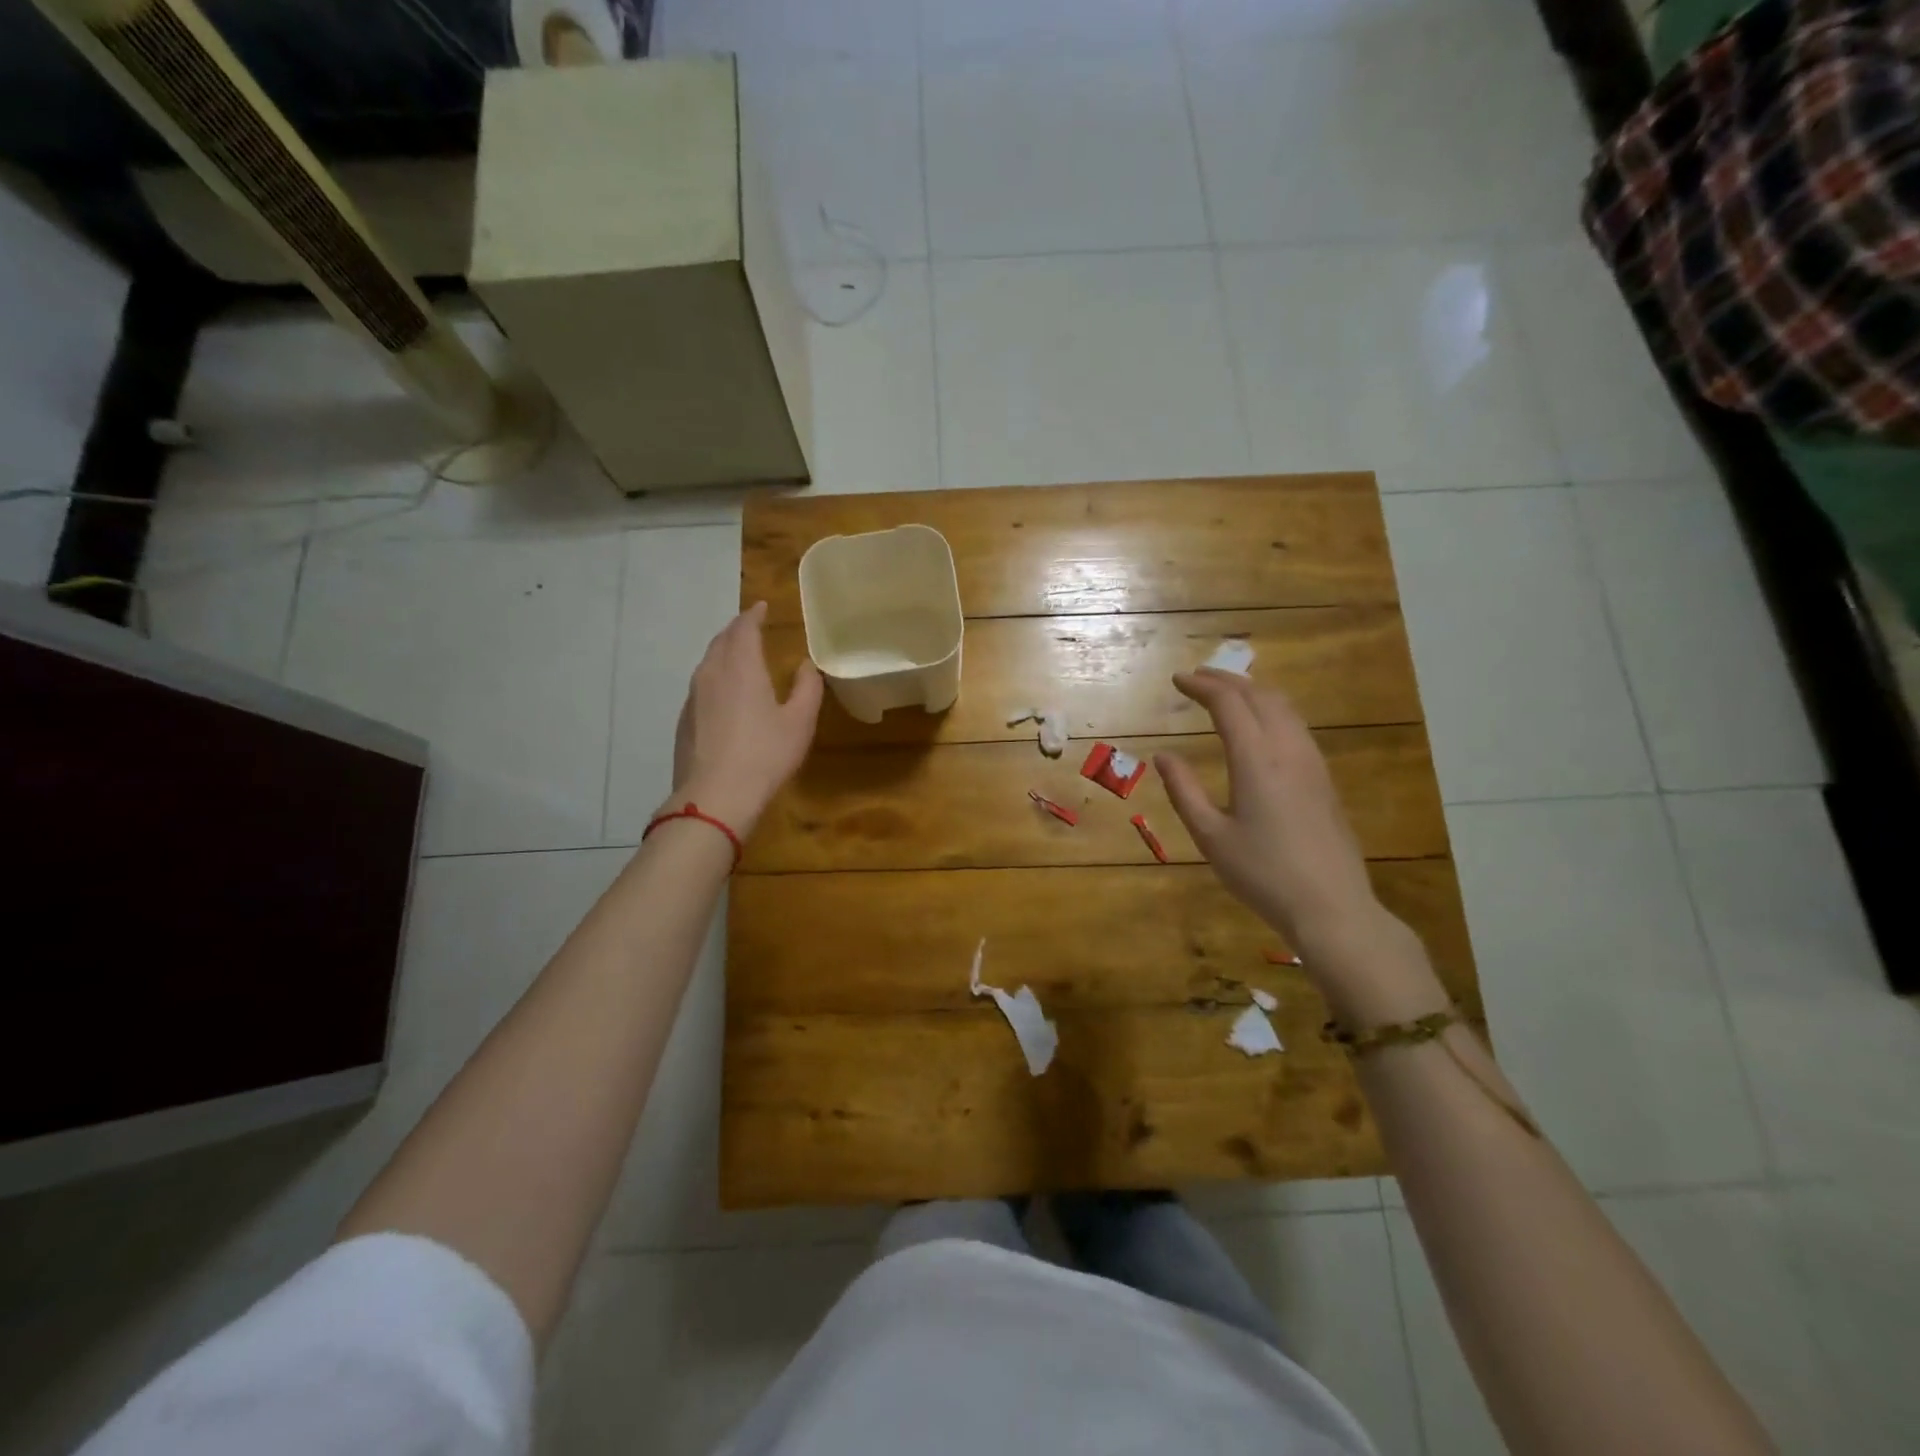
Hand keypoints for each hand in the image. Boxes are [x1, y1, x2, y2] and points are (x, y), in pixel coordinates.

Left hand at [657, 602, 822, 836]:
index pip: (743, 628)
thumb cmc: (765, 755)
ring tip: (739, 656)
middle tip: (751, 628)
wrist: (715, 796)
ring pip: (707, 663)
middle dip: (736, 630)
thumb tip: (805, 666)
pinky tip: (725, 695)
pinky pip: (701, 686)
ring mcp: (693, 697)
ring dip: (724, 653)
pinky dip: (715, 678)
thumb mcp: (799, 722)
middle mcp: (711, 673)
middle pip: (721, 641)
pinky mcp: (684, 720)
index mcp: (740, 667)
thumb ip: (806, 689)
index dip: (753, 615)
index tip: (761, 607)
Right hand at [1154, 669, 1377, 946]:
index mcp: (1256, 760)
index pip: (1229, 704)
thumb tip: (1163, 755)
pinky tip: (1261, 726)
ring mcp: (1312, 763)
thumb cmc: (1262, 874)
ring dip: (1252, 691)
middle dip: (1226, 680)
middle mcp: (1288, 750)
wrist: (1332, 907)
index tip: (1177, 679)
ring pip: (1284, 708)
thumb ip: (1184, 791)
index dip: (1202, 686)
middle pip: (1260, 696)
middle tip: (1197, 678)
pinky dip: (1271, 709)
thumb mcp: (1211, 836)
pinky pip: (1296, 726)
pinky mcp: (1324, 779)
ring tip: (1227, 692)